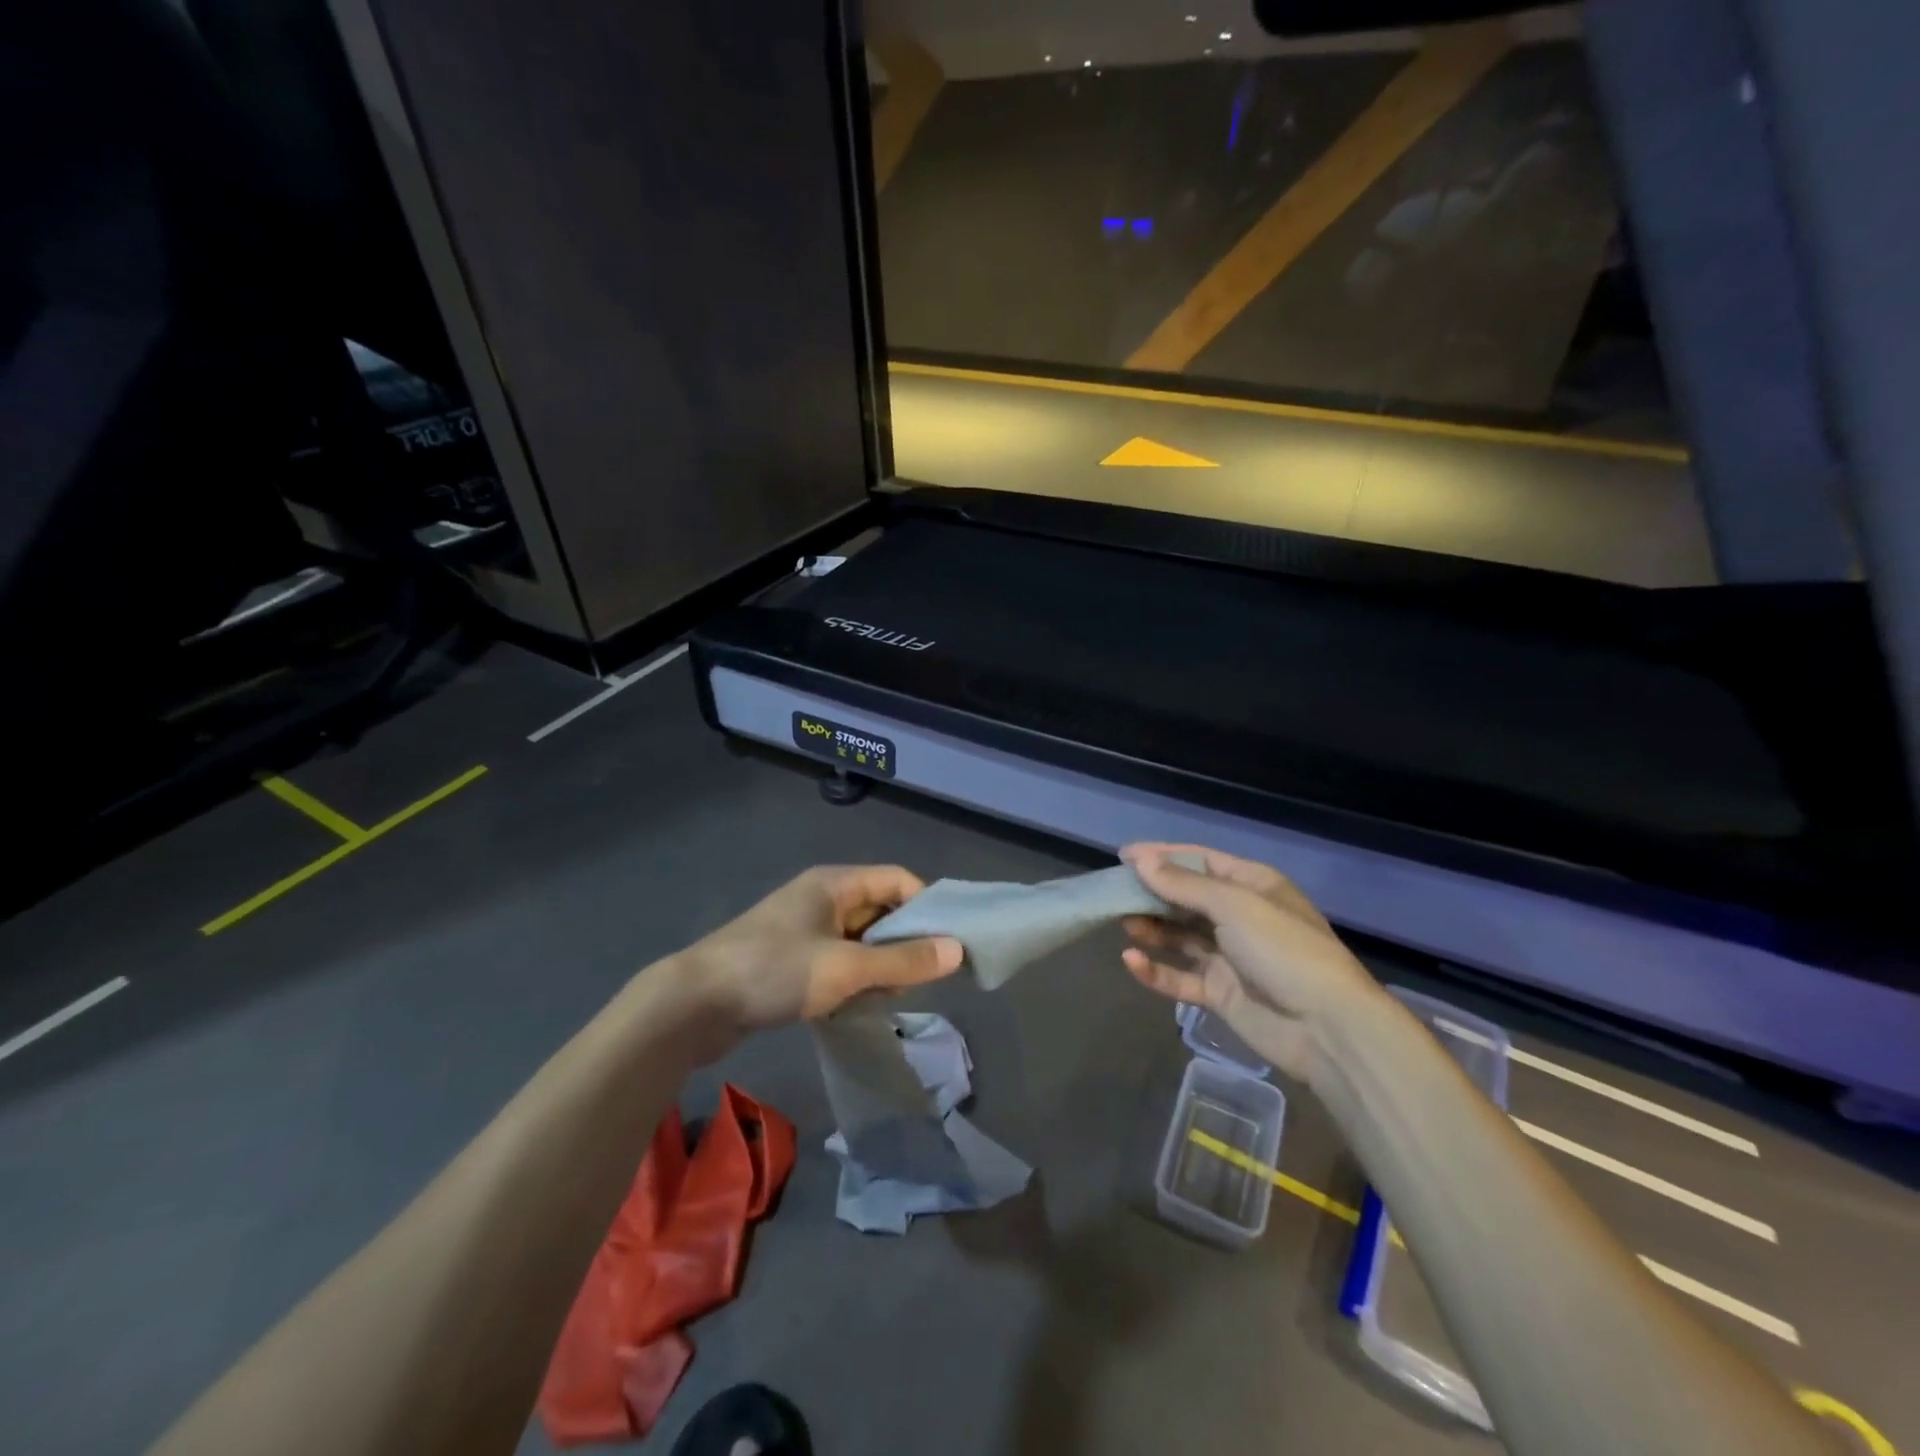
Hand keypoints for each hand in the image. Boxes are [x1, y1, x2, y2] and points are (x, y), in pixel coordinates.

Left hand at [678, 866, 962, 1053]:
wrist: (693, 1004)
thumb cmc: (775, 971)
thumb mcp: (846, 967)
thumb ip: (903, 960)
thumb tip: (957, 950)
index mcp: (834, 883)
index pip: (897, 880)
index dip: (926, 906)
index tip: (946, 944)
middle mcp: (820, 897)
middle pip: (879, 909)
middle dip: (904, 941)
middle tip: (923, 979)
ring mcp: (802, 928)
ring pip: (858, 939)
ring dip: (879, 964)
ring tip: (892, 997)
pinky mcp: (788, 958)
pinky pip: (836, 960)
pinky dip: (853, 977)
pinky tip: (858, 1005)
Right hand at [1119, 844, 1383, 1085]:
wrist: (1327, 1028)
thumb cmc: (1284, 950)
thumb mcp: (1234, 906)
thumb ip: (1183, 885)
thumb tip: (1141, 860)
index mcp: (1252, 885)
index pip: (1200, 861)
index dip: (1162, 856)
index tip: (1123, 857)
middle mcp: (1239, 916)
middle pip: (1186, 898)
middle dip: (1151, 894)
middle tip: (1113, 893)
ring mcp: (1229, 956)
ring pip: (1179, 936)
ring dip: (1151, 929)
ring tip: (1122, 923)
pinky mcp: (1220, 993)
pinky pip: (1180, 976)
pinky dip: (1155, 970)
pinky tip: (1131, 961)